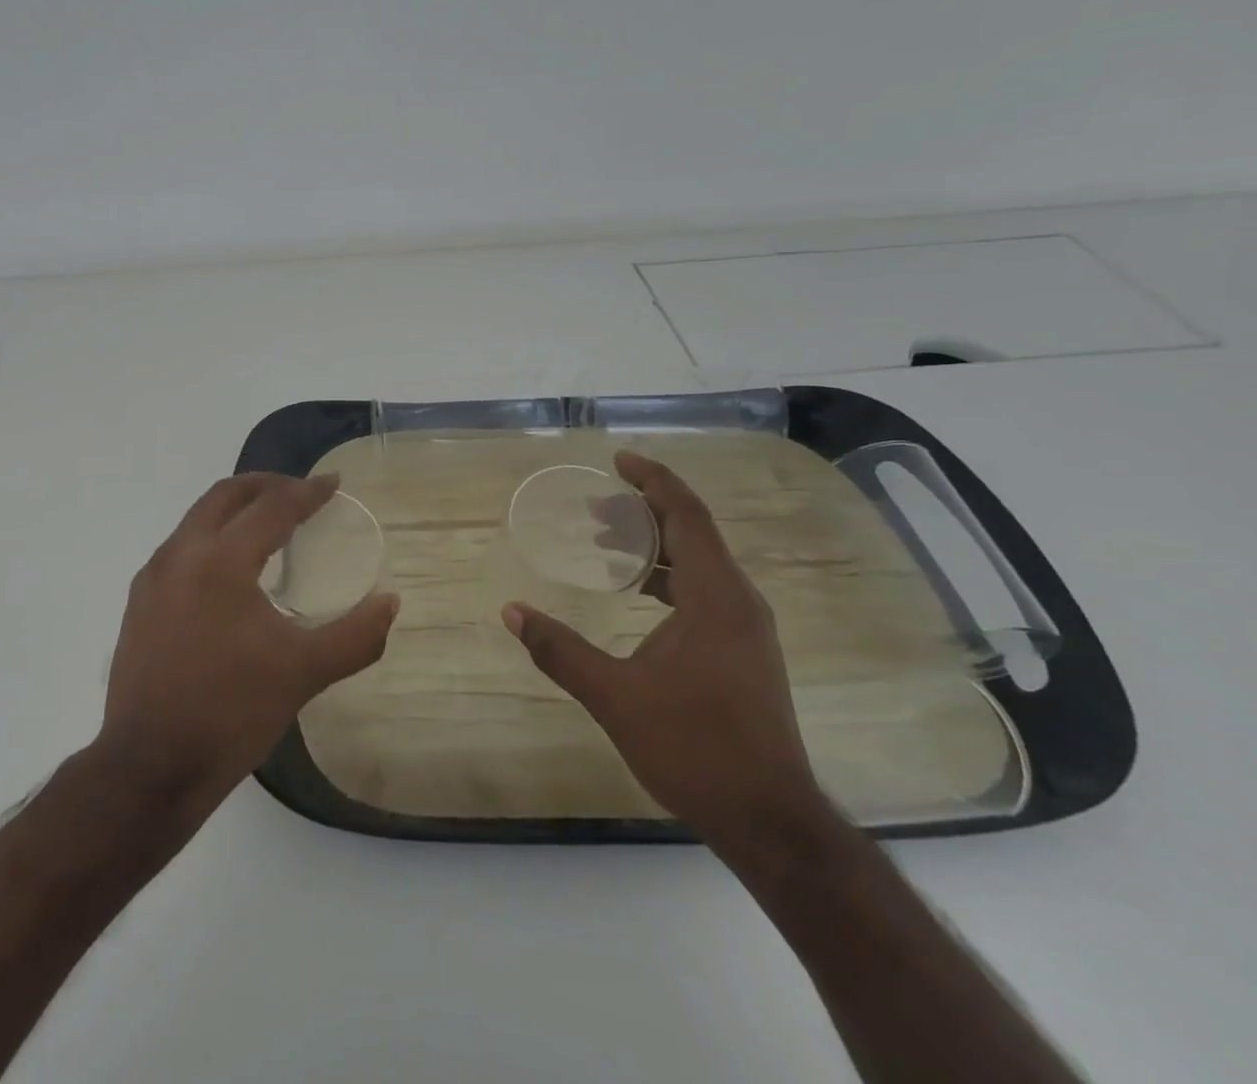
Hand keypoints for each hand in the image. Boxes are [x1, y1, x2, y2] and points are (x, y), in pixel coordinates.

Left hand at [99, 472, 398, 810]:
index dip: (307, 491)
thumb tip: (390, 602)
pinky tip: (229, 567)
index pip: (272, 506)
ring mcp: (153, 576)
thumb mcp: (304, 673)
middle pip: (226, 494)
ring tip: (268, 523)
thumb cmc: (231, 714)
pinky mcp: (139, 600)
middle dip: (266, 484)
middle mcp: (182, 553)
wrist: (149, 767)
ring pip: (198, 517)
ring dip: (235, 508)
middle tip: (300, 492)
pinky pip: (181, 546)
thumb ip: (355, 635)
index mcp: (222, 561)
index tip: (333, 483)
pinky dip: (211, 535)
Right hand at [502, 452, 826, 844]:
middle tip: (594, 508)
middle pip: (694, 531)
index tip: (617, 460)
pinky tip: (637, 594)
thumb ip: (560, 650)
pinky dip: (668, 575)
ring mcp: (747, 628)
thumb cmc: (694, 748)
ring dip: (655, 544)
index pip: (686, 515)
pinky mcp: (744, 651)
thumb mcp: (615, 697)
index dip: (653, 480)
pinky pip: (705, 588)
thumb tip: (511, 612)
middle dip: (644, 510)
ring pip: (700, 561)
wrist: (770, 821)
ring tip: (605, 544)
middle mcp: (739, 601)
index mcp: (715, 597)